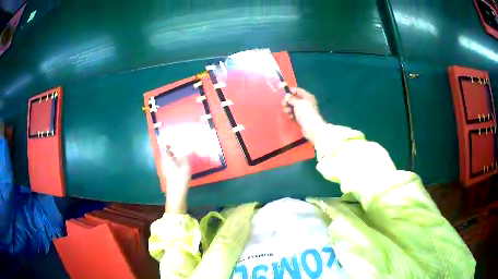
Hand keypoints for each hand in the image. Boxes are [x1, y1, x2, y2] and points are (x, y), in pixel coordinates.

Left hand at [161, 145, 190, 213]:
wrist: (176, 194)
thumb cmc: (180, 178)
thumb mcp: (185, 166)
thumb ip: (186, 157)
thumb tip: (187, 149)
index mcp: (166, 159)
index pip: (166, 148)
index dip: (169, 144)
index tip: (175, 140)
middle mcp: (164, 163)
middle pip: (167, 154)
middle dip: (173, 150)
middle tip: (181, 146)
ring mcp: (166, 170)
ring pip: (169, 160)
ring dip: (175, 157)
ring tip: (183, 155)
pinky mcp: (168, 175)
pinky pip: (171, 166)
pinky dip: (175, 163)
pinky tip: (182, 165)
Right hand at [282, 87, 326, 144]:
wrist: (311, 127)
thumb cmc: (305, 112)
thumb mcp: (297, 103)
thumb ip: (291, 98)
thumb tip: (287, 95)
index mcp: (307, 97)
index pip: (298, 90)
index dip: (290, 91)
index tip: (283, 93)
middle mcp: (306, 102)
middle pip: (295, 99)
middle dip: (288, 102)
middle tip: (283, 105)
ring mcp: (304, 111)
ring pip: (294, 107)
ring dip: (289, 109)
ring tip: (287, 112)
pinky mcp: (302, 118)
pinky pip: (295, 114)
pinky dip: (292, 115)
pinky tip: (291, 117)